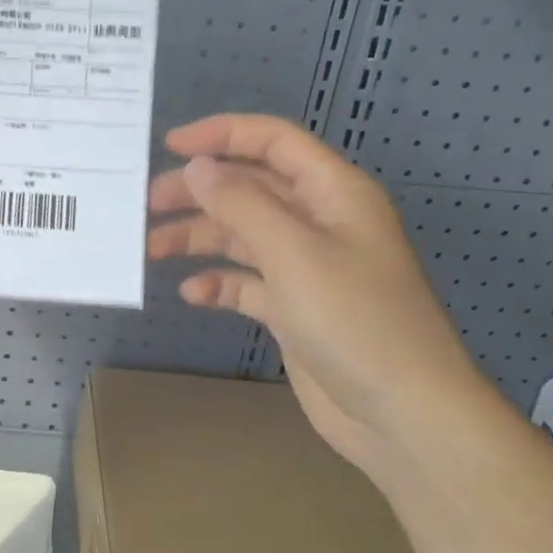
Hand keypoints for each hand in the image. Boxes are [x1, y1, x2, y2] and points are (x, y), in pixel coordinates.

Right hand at [147, 114, 492, 474]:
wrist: (405, 417)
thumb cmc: (355, 321)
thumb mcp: (294, 253)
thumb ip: (241, 203)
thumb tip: (198, 165)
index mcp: (333, 193)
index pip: (273, 142)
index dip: (222, 134)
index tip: (169, 145)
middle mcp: (319, 222)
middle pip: (250, 188)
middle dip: (199, 191)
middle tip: (148, 204)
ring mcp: (308, 267)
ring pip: (243, 235)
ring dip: (199, 237)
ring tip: (152, 248)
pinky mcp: (295, 309)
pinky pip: (248, 282)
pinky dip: (219, 282)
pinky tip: (193, 293)